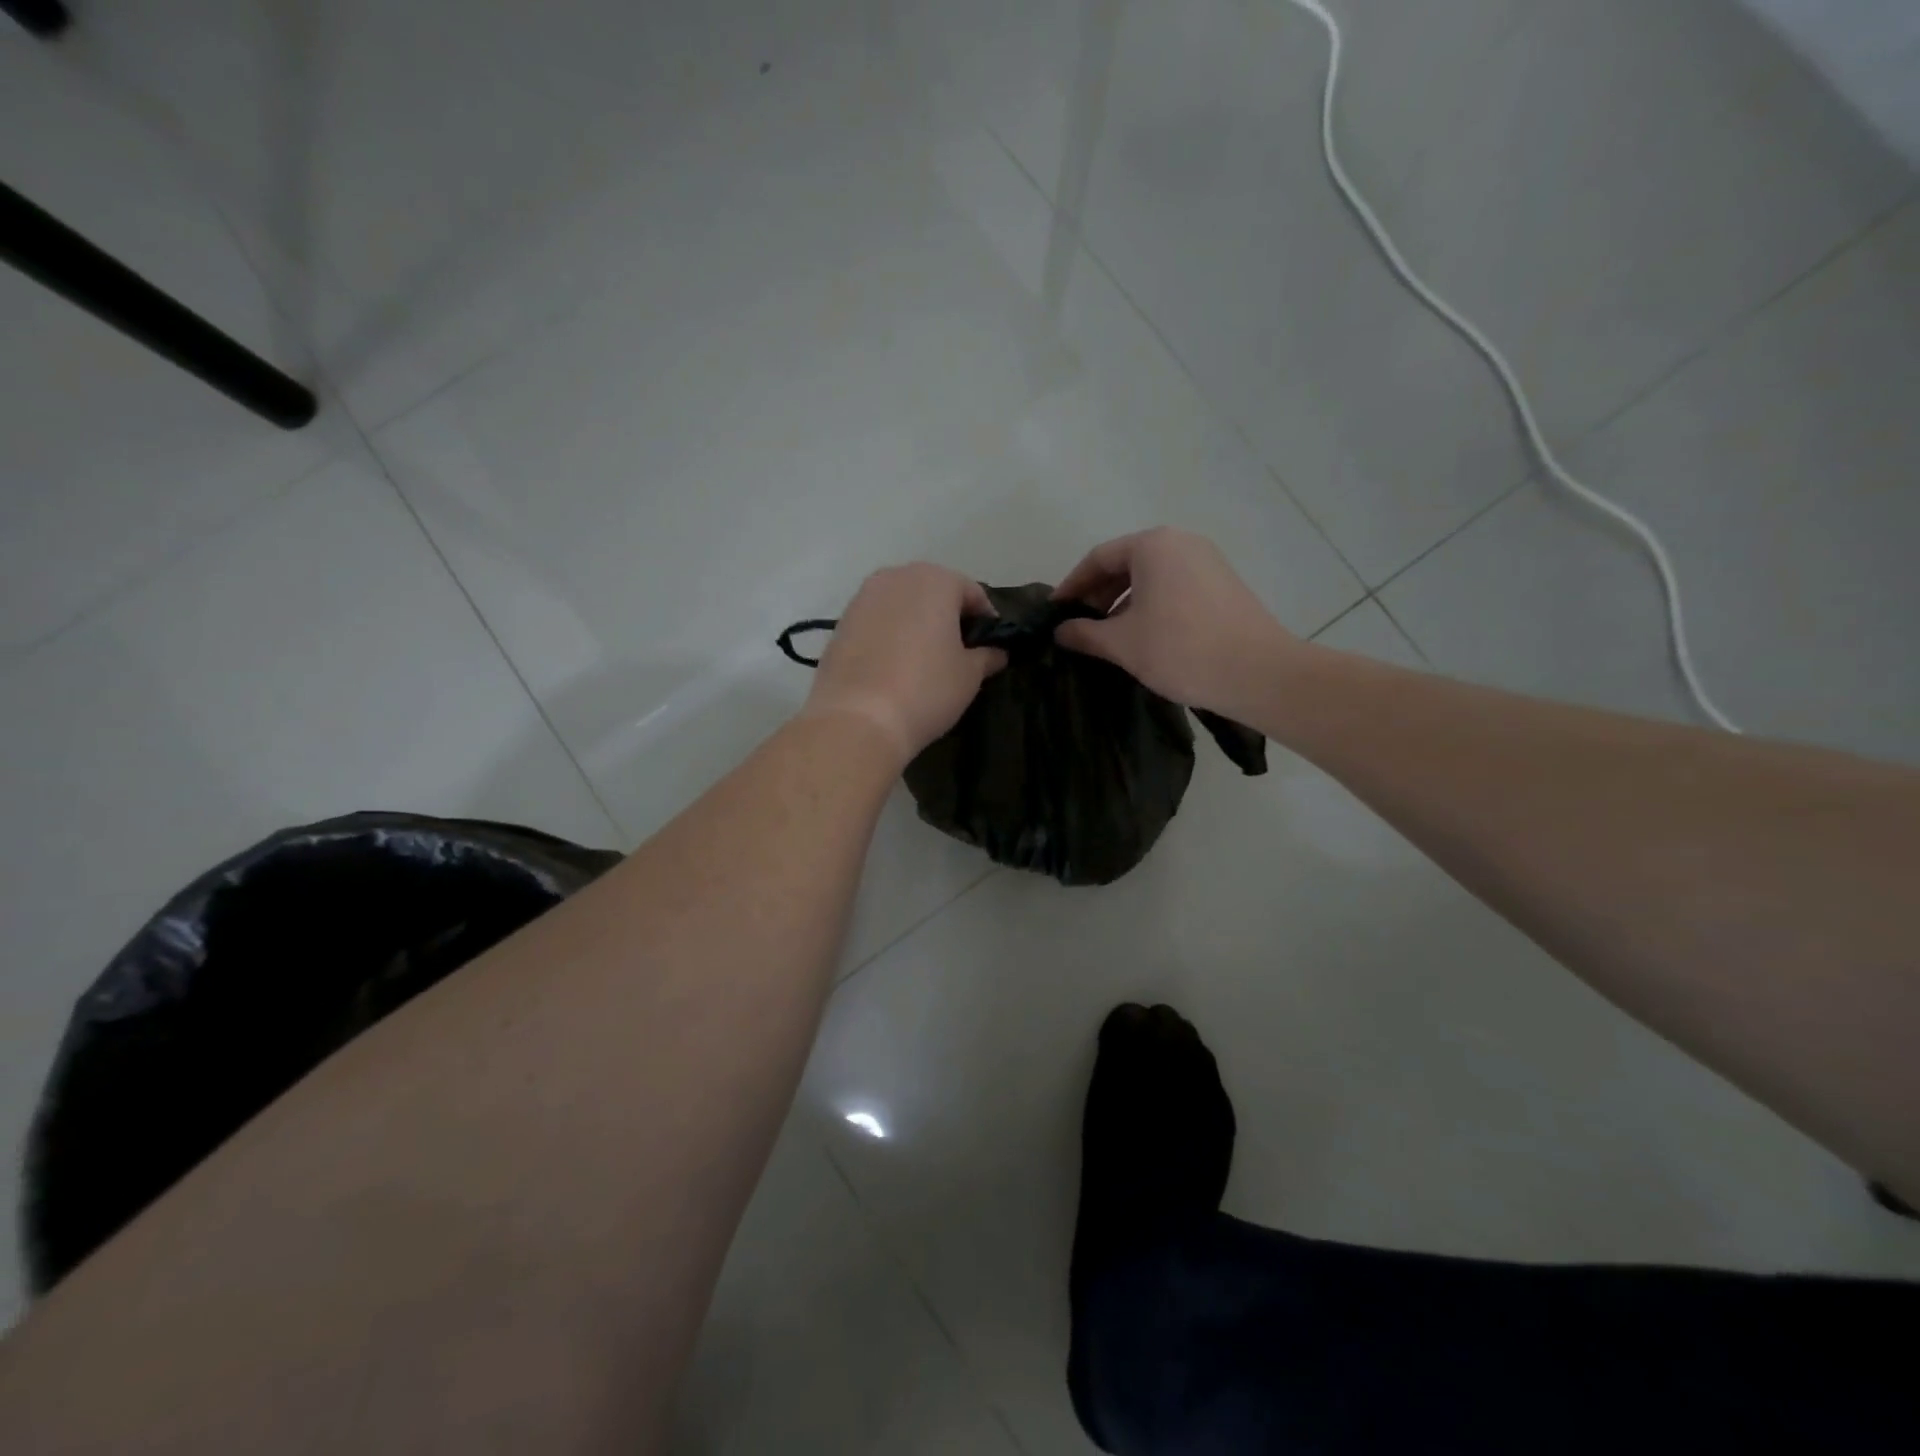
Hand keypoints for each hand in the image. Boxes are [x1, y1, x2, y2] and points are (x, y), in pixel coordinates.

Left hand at [804, 564, 1006, 761]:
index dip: (986, 619)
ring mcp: (862, 598)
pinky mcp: (840, 623)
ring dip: (916, 624)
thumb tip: (996, 653)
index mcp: (935, 580)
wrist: (858, 719)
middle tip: (959, 651)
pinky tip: (894, 666)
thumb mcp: (969, 675)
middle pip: (933, 591)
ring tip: (925, 659)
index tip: (991, 645)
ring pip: (901, 604)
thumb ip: (987, 656)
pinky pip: (876, 622)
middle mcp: (896, 577)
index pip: (972, 592)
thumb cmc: (926, 689)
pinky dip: (889, 636)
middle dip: (948, 616)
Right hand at [1052, 528, 1298, 716]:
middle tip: (1078, 627)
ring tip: (1107, 637)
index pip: (1098, 559)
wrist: (1258, 673)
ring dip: (1123, 603)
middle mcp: (1181, 542)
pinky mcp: (1223, 584)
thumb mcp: (1122, 643)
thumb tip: (1060, 631)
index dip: (1071, 586)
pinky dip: (1150, 605)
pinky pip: (1173, 586)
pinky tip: (1142, 636)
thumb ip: (1085, 633)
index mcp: (1153, 545)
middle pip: (1126, 563)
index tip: (1055, 612)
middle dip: (1098, 595)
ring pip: (1151, 577)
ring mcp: (1207, 561)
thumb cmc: (1180, 649)